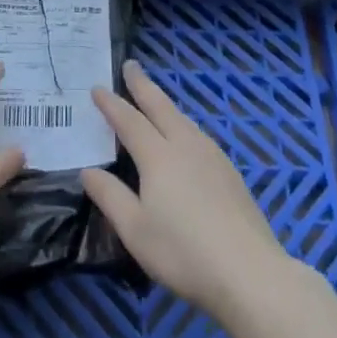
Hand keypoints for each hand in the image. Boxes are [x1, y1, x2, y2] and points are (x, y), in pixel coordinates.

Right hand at [81, 61, 290, 318]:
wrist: (249, 272)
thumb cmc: (183, 252)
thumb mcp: (135, 230)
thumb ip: (110, 197)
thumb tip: (87, 170)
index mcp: (158, 156)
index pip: (129, 121)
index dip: (111, 104)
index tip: (97, 87)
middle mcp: (185, 146)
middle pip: (160, 107)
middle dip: (143, 85)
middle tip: (130, 65)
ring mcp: (212, 156)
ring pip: (183, 119)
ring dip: (164, 104)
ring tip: (154, 98)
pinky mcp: (229, 172)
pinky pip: (197, 134)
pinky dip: (182, 123)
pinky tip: (185, 136)